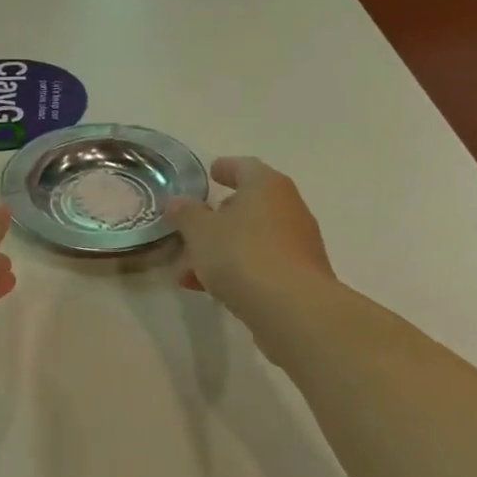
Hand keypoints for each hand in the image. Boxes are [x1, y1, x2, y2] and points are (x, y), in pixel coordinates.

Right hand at [165, 157, 335, 322]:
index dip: (226, 168)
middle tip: (195, 226)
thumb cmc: (243, 255)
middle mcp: (288, 208)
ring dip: (222, 250)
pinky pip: (261, 265)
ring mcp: (298, 244)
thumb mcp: (201, 232)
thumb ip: (186, 214)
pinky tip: (209, 289)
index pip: (245, 167)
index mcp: (267, 186)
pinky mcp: (299, 277)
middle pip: (251, 205)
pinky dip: (236, 270)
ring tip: (189, 268)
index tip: (212, 172)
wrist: (293, 309)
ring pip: (253, 239)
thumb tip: (177, 202)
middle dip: (220, 216)